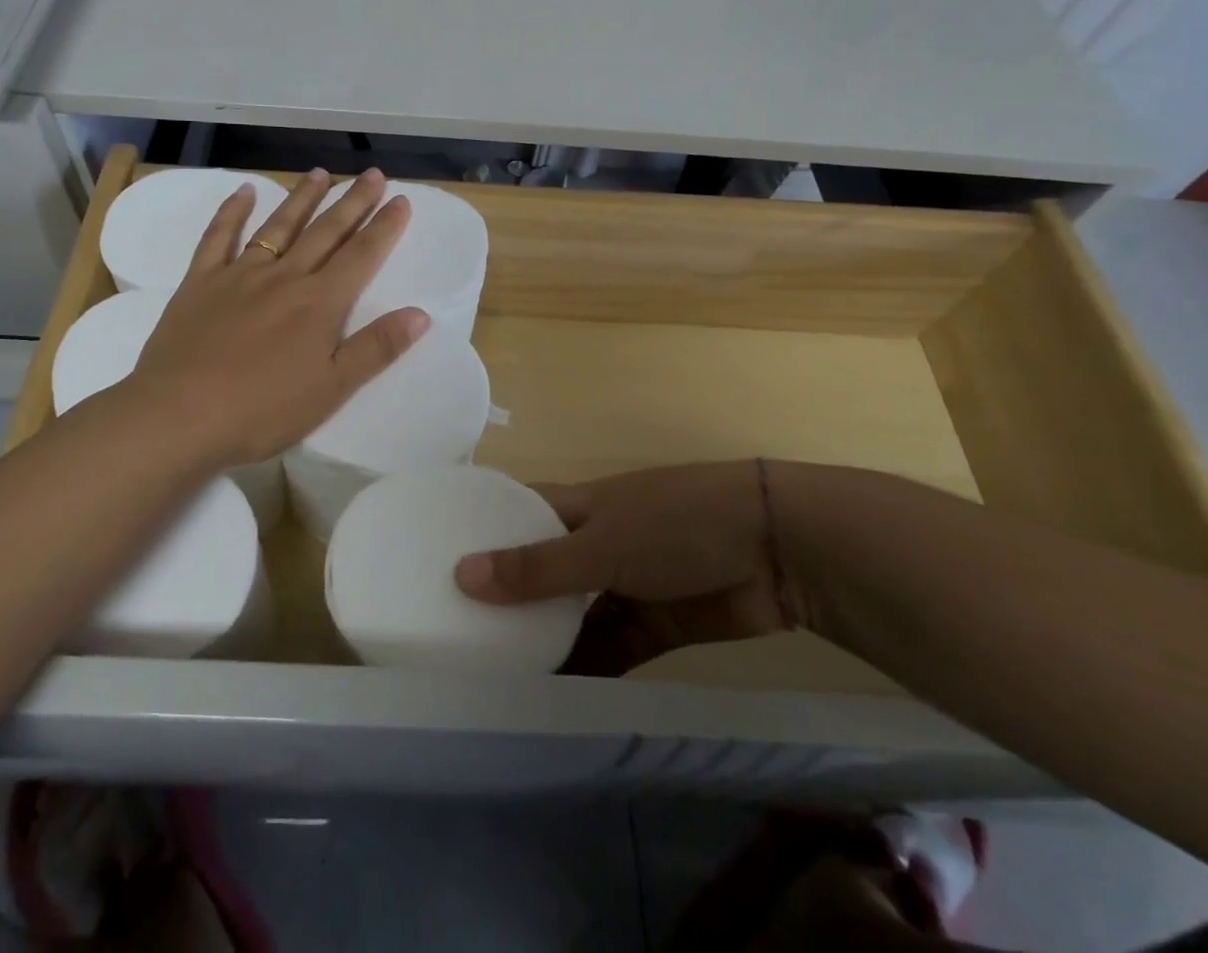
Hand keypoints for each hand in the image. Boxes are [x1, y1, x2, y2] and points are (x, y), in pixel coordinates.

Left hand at [120, 168, 429, 470]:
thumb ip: (376, 348)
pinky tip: (243, 191)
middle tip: (372, 175)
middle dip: (353, 202)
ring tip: (320, 173)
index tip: (401, 200)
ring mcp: (240, 274)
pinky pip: (218, 237)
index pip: (361, 256)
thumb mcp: (332, 389)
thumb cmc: (262, 410)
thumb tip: (421, 313)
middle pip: (325, 232)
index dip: (384, 227)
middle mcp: (284, 277)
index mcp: (319, 303)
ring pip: (278, 225)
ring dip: (302, 198)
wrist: (179, 416)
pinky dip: (231, 211)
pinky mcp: (201, 282)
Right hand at [453, 461, 802, 676]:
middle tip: (455, 638)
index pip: (516, 513)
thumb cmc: (675, 523)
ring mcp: (625, 584)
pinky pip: (610, 649)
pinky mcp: (655, 625)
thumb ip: (537, 567)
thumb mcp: (602, 542)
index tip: (433, 563)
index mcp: (576, 506)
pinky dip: (587, 670)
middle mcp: (593, 542)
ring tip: (493, 679)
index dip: (479, 533)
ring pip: (572, 615)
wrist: (775, 550)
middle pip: (540, 570)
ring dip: (545, 641)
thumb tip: (462, 575)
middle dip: (507, 599)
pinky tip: (553, 700)